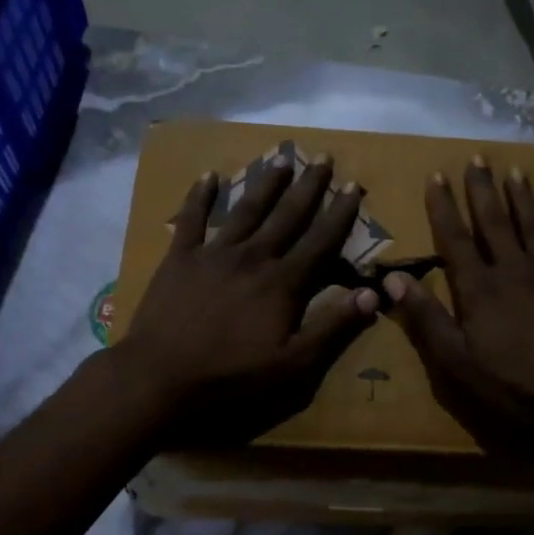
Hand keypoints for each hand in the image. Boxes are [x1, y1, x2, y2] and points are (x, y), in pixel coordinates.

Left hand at [117, 154, 378, 445]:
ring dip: (266, 183)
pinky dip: (200, 195)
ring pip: (246, 209)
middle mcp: (253, 257)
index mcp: (283, 282)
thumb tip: (372, 293)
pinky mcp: (180, 258)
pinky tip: (208, 175)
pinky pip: (192, 219)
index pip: (321, 240)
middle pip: (287, 215)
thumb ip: (333, 327)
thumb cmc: (232, 376)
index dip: (341, 213)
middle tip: (323, 157)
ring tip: (281, 158)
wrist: (161, 377)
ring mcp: (214, 253)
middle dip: (309, 186)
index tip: (355, 186)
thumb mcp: (293, 364)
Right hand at [385, 157, 533, 466]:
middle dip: (482, 190)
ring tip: (515, 172)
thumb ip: (425, 316)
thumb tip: (391, 278)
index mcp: (479, 288)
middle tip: (477, 158)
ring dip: (523, 199)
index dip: (444, 206)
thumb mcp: (456, 359)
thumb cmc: (510, 384)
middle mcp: (514, 271)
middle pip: (495, 223)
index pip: (455, 239)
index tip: (436, 175)